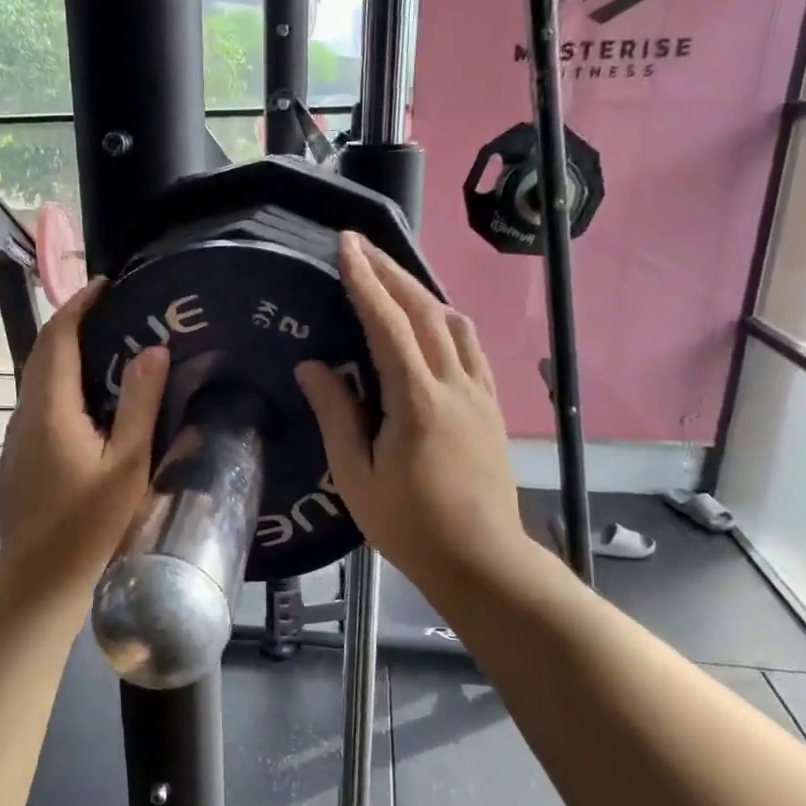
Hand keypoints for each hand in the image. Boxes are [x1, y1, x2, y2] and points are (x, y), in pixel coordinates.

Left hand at [0, 280, 168, 583]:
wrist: (38, 580)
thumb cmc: (90, 525)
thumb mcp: (128, 464)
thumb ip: (140, 403)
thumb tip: (152, 349)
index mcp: (50, 409)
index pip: (57, 338)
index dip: (78, 305)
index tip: (106, 285)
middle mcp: (25, 414)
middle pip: (42, 353)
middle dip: (73, 324)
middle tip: (114, 313)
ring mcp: (16, 437)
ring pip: (37, 379)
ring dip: (66, 354)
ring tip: (109, 348)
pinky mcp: (19, 456)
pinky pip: (38, 403)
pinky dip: (62, 384)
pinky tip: (90, 401)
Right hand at [296, 234, 551, 601]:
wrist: (481, 559)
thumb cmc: (410, 524)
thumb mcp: (357, 476)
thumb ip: (336, 415)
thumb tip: (312, 365)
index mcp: (417, 400)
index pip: (388, 324)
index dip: (366, 281)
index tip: (346, 246)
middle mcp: (454, 384)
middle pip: (425, 311)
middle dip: (392, 273)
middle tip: (362, 246)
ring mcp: (480, 392)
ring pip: (455, 323)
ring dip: (422, 292)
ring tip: (394, 278)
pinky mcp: (492, 405)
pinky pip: (472, 346)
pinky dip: (448, 320)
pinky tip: (435, 322)